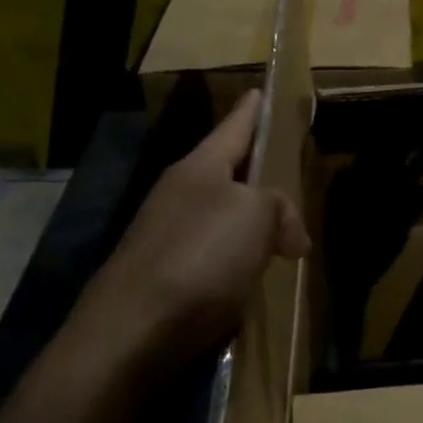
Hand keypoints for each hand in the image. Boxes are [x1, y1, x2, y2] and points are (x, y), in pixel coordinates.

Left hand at [66, 89, 308, 383]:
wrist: (133, 332)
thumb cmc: (200, 257)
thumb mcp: (255, 216)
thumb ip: (279, 208)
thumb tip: (290, 237)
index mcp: (198, 169)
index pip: (233, 127)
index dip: (252, 109)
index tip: (261, 90)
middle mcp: (178, 196)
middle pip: (226, 173)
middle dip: (255, 173)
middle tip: (286, 170)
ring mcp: (167, 238)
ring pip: (221, 217)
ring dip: (250, 224)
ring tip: (282, 233)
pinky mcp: (164, 278)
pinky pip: (214, 256)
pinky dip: (238, 260)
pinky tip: (253, 277)